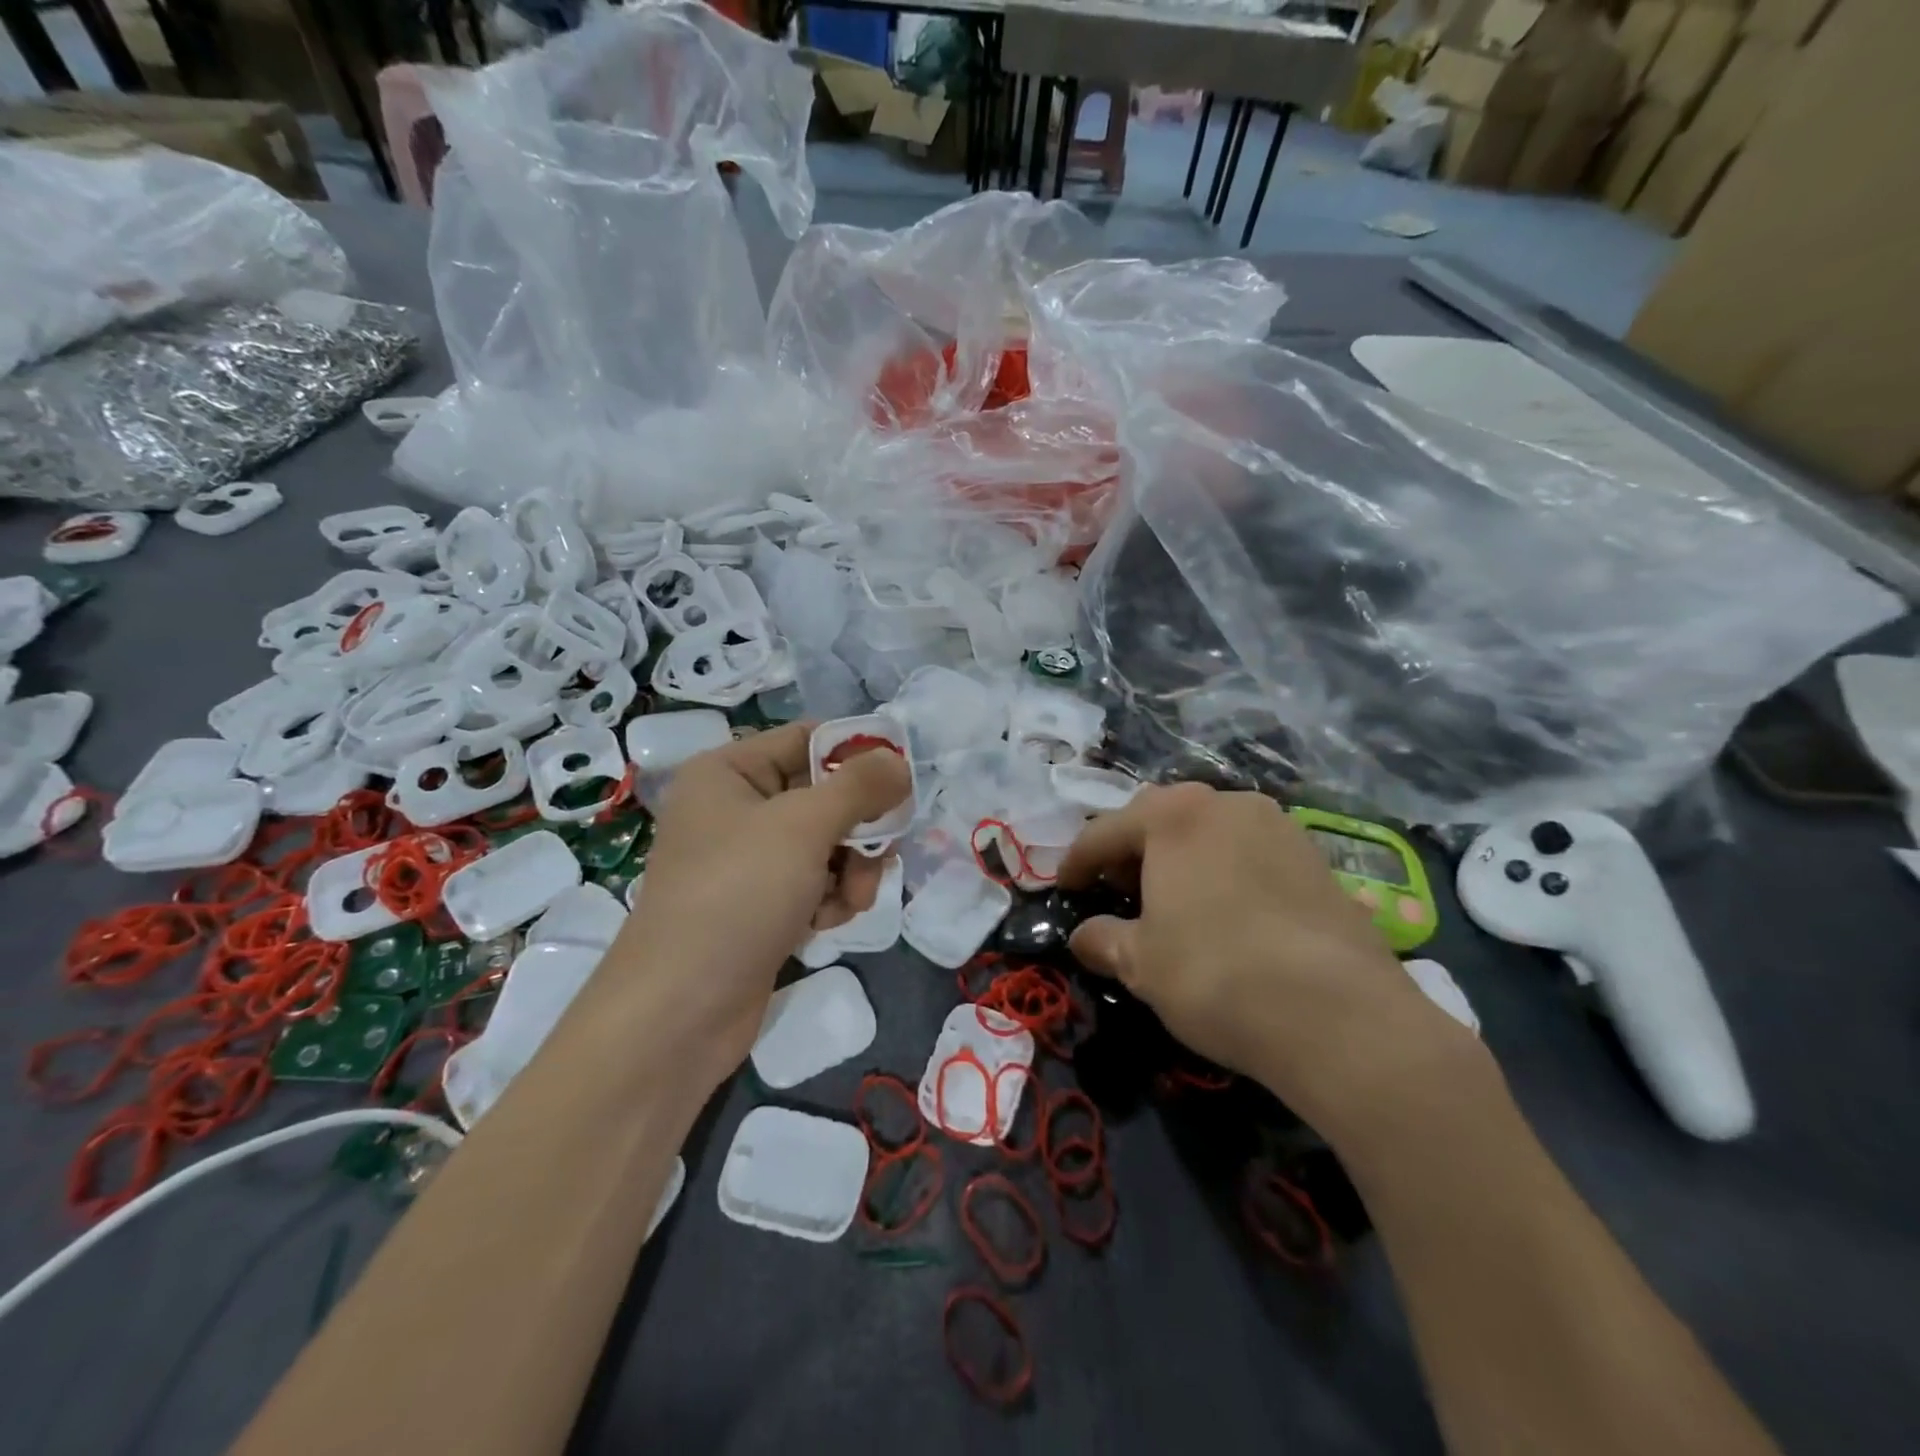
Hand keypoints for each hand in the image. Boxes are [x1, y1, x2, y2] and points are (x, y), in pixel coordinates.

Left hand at [615, 722, 909, 1086]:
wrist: (680, 1011)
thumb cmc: (737, 895)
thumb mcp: (803, 827)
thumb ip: (859, 787)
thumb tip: (899, 761)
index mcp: (729, 772)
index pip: (807, 741)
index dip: (857, 756)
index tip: (902, 780)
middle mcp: (736, 810)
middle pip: (824, 796)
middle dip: (859, 827)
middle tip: (881, 851)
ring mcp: (748, 861)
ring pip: (827, 844)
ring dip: (852, 869)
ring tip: (852, 899)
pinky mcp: (761, 905)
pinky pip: (814, 883)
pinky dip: (831, 898)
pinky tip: (827, 922)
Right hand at [1058, 783, 1477, 1136]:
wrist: (1340, 1015)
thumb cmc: (1215, 975)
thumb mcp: (1141, 964)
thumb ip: (1103, 940)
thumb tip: (1084, 937)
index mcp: (1173, 815)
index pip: (1104, 831)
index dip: (1076, 862)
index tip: (1063, 888)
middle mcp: (1226, 804)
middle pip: (1159, 818)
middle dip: (1131, 851)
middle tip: (1119, 891)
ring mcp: (1278, 825)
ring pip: (1209, 831)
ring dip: (1181, 857)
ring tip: (1174, 902)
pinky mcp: (1317, 857)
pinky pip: (1250, 852)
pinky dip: (1225, 871)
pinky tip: (1228, 914)